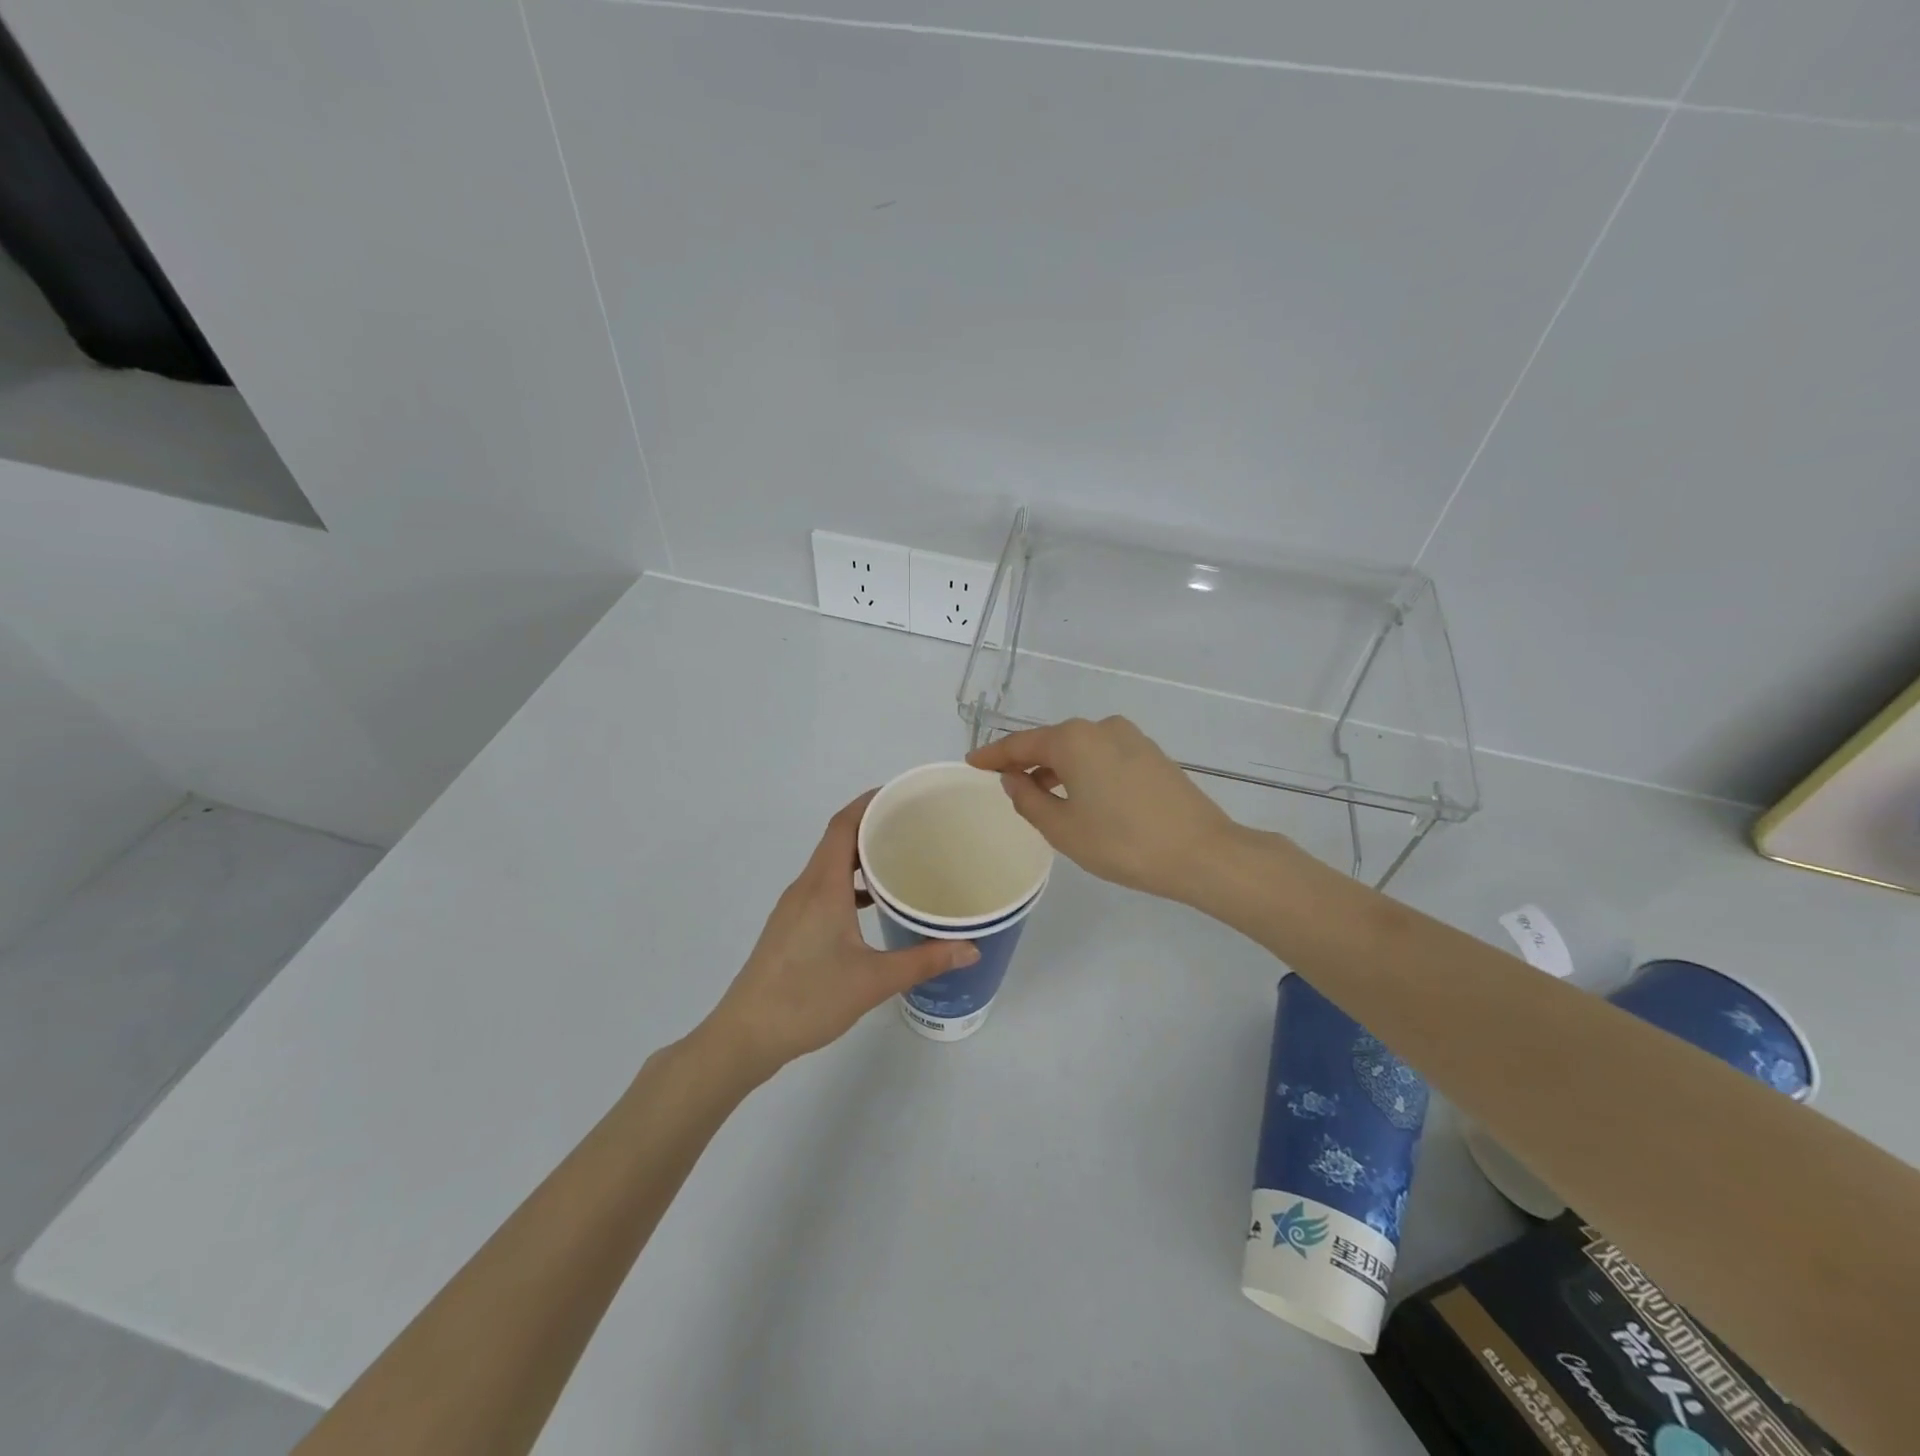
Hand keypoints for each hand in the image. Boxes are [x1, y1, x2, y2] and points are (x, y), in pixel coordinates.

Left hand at [701, 792, 978, 1077]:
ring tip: (899, 860)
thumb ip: (924, 960)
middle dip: (873, 825)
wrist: (745, 1036)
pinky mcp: (790, 926)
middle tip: (915, 826)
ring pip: (829, 865)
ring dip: (860, 856)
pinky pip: (823, 887)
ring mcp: (793, 907)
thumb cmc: (807, 1000)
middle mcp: (805, 887)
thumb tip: (970, 947)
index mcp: (823, 886)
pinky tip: (872, 906)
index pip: (843, 825)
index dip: (869, 801)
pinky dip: (848, 883)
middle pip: (838, 839)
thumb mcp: (873, 981)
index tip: (903, 794)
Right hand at [967, 717, 1237, 903]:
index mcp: (1074, 739)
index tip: (970, 762)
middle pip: (1051, 741)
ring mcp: (1131, 738)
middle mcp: (1101, 727)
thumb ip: (1028, 799)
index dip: (993, 755)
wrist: (1202, 853)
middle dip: (1026, 761)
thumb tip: (1012, 778)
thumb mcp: (1063, 828)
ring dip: (1056, 767)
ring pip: (1079, 748)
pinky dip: (1083, 770)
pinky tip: (1080, 795)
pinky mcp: (1151, 753)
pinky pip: (1103, 755)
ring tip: (1040, 795)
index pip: (1021, 743)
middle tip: (1004, 783)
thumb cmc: (1123, 843)